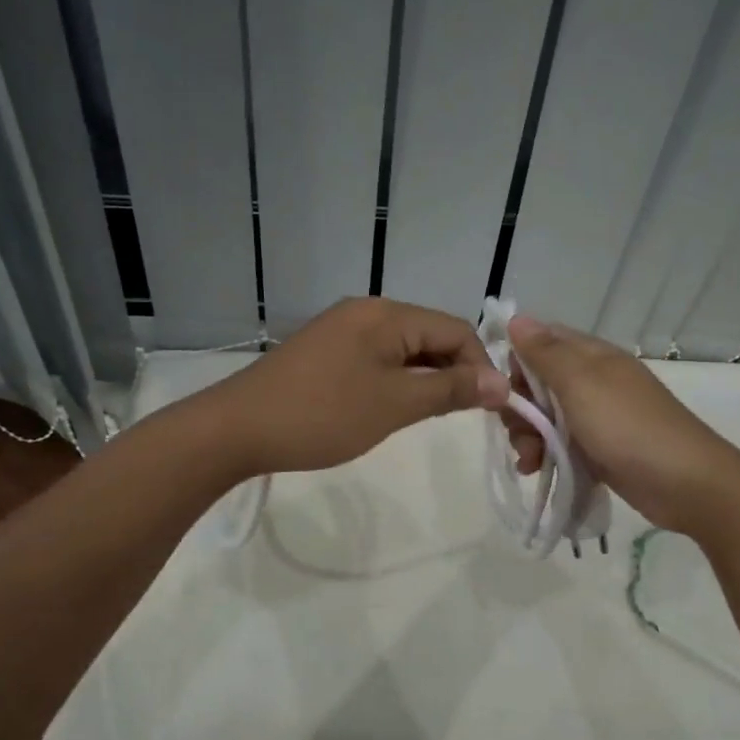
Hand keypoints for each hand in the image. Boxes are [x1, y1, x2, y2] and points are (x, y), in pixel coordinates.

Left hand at [204, 298, 509, 476]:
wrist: (237, 428)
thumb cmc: (322, 415)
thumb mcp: (394, 405)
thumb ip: (450, 390)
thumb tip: (502, 384)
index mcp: (386, 314)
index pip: (456, 329)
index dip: (481, 366)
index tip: (491, 409)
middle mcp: (367, 311)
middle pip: (431, 335)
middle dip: (455, 372)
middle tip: (463, 416)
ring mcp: (343, 329)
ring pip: (405, 349)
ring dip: (426, 378)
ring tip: (431, 416)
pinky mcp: (327, 351)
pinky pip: (378, 358)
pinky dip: (397, 380)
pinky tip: (395, 408)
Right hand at [502, 315, 739, 535]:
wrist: (685, 484)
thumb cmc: (628, 427)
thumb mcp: (580, 383)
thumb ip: (545, 353)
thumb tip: (517, 318)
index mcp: (591, 356)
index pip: (541, 342)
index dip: (518, 362)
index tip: (506, 390)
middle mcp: (593, 381)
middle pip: (538, 383)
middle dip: (520, 407)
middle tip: (520, 431)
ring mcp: (597, 417)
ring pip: (545, 417)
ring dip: (528, 436)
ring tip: (529, 461)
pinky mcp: (598, 449)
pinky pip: (559, 444)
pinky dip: (544, 455)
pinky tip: (535, 471)